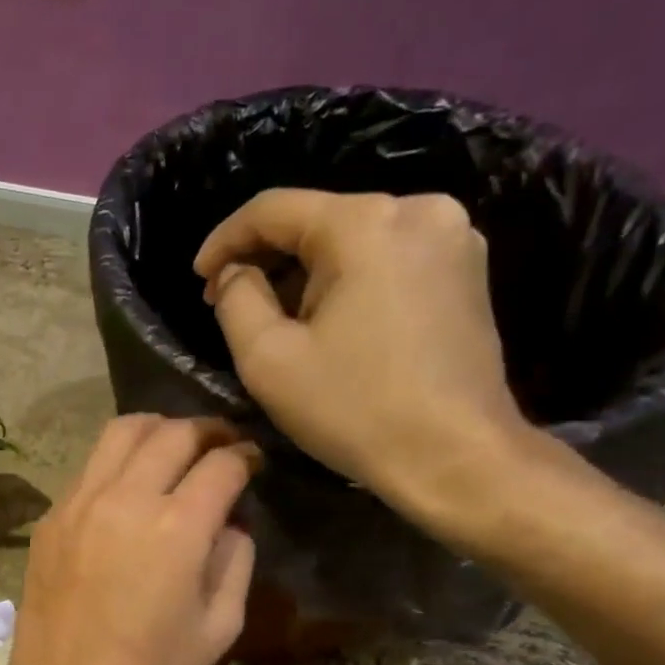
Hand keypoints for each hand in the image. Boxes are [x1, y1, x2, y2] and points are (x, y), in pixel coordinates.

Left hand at [0, 416, 256, 664]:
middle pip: (173, 433)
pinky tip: (128, 485)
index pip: (221, 464)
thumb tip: (228, 523)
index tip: (254, 461)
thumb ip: (234, 560)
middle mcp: (126, 499)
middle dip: (207, 430)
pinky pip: (89, 467)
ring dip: (157, 430)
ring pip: (121, 431)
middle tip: (221, 443)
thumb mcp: (219, 625)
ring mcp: (80, 502)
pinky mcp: (52, 516)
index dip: (246, 455)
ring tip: (174, 446)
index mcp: (177, 528)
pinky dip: (118, 461)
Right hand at [193, 189, 530, 517]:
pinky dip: (347, 281)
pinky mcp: (466, 270)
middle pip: (317, 221)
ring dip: (306, 274)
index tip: (198, 278)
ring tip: (276, 320)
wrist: (454, 455)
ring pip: (352, 241)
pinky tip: (328, 321)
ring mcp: (453, 237)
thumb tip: (237, 273)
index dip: (224, 240)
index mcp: (365, 224)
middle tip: (229, 303)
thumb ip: (236, 300)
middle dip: (266, 260)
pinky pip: (387, 260)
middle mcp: (418, 210)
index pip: (273, 209)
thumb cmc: (352, 409)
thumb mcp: (267, 359)